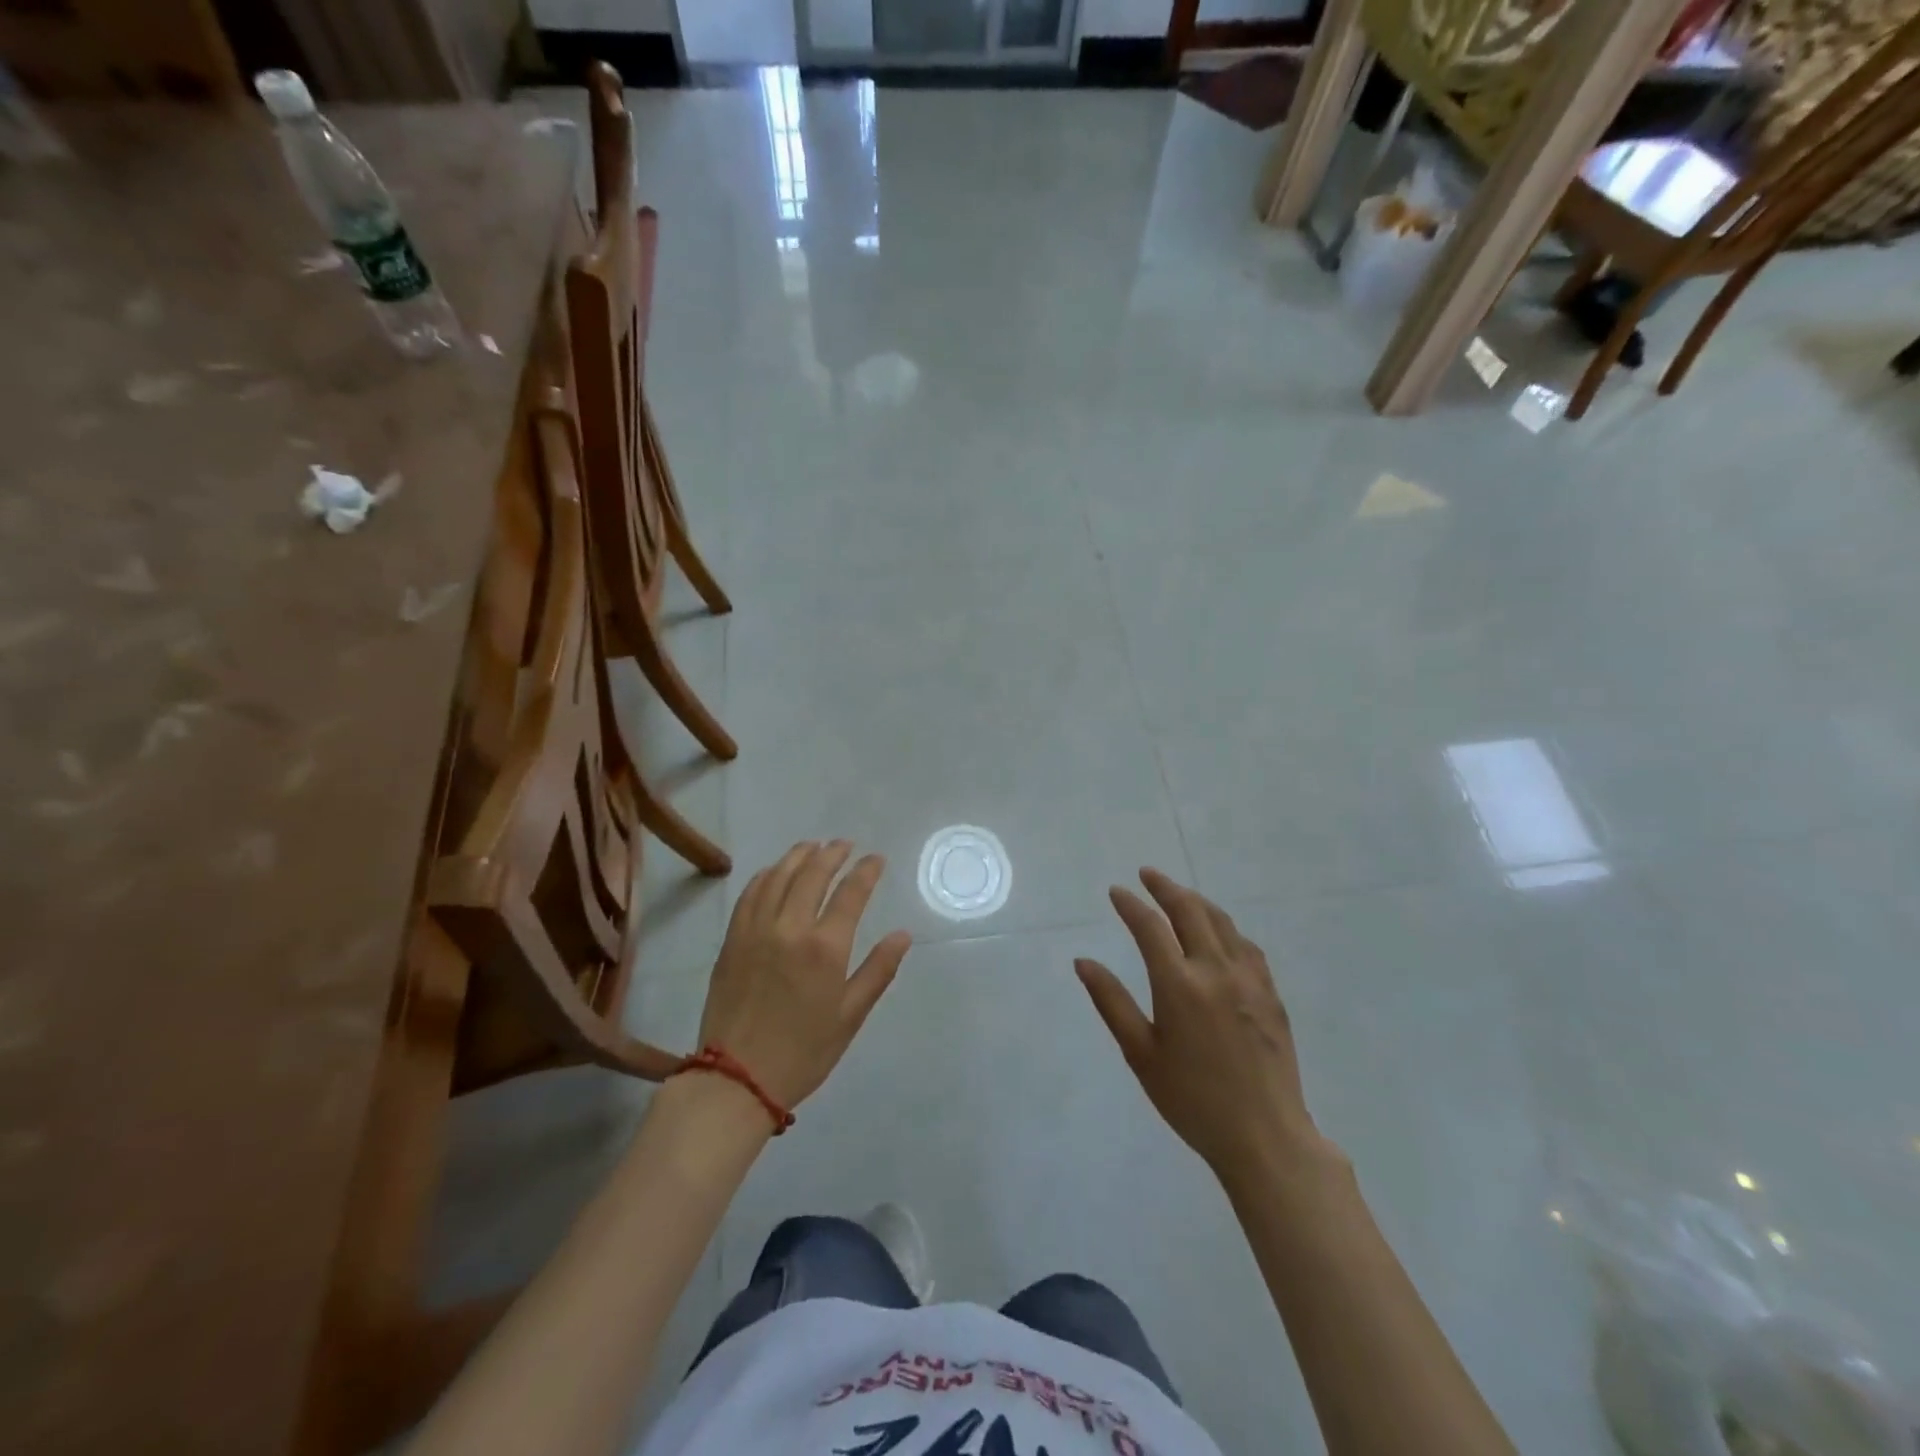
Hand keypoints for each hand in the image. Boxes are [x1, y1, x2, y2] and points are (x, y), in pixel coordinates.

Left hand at [698, 840, 911, 1109]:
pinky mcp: (732, 939)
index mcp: (825, 947)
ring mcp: (756, 930)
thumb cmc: (803, 1052)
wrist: (736, 1079)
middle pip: (812, 874)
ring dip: (798, 856)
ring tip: (813, 846)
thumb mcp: (850, 1016)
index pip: (851, 893)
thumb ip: (878, 971)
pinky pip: (750, 894)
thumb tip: (902, 935)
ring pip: (778, 876)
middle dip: (832, 853)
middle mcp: (790, 927)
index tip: (876, 859)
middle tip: (844, 844)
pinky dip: (766, 875)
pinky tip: (774, 872)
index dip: (866, 871)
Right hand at [1075, 868, 1331, 1193]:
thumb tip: (1083, 962)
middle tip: (1147, 874)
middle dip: (1165, 888)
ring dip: (1197, 901)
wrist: (1265, 1136)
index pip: (1150, 927)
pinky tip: (1220, 932)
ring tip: (1179, 894)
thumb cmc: (1192, 1100)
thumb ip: (1112, 1002)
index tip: (1117, 891)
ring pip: (1222, 922)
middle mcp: (1215, 970)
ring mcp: (1249, 979)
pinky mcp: (1271, 993)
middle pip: (1190, 911)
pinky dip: (1226, 927)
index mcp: (1179, 985)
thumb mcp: (1141, 1054)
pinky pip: (1246, 945)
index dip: (1131, 904)